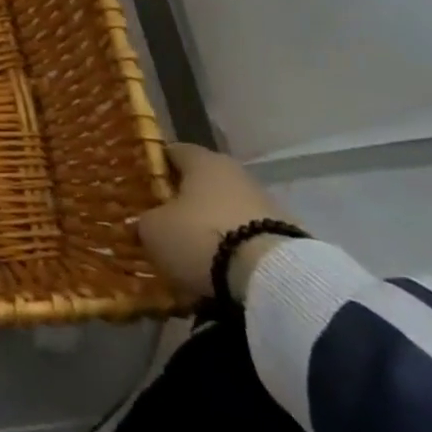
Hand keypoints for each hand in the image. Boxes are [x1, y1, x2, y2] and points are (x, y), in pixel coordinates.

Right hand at [136, 144, 302, 302]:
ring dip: (213, 229)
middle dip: (184, 202)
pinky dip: (236, 252)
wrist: (274, 280)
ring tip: (194, 257)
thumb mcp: (154, 230)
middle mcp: (235, 173)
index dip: (155, 168)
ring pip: (228, 212)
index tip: (141, 187)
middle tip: (165, 224)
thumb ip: (146, 221)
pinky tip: (223, 274)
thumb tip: (148, 223)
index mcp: (202, 160)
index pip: (173, 152)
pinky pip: (251, 240)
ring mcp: (267, 205)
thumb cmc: (201, 238)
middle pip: (203, 183)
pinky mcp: (289, 239)